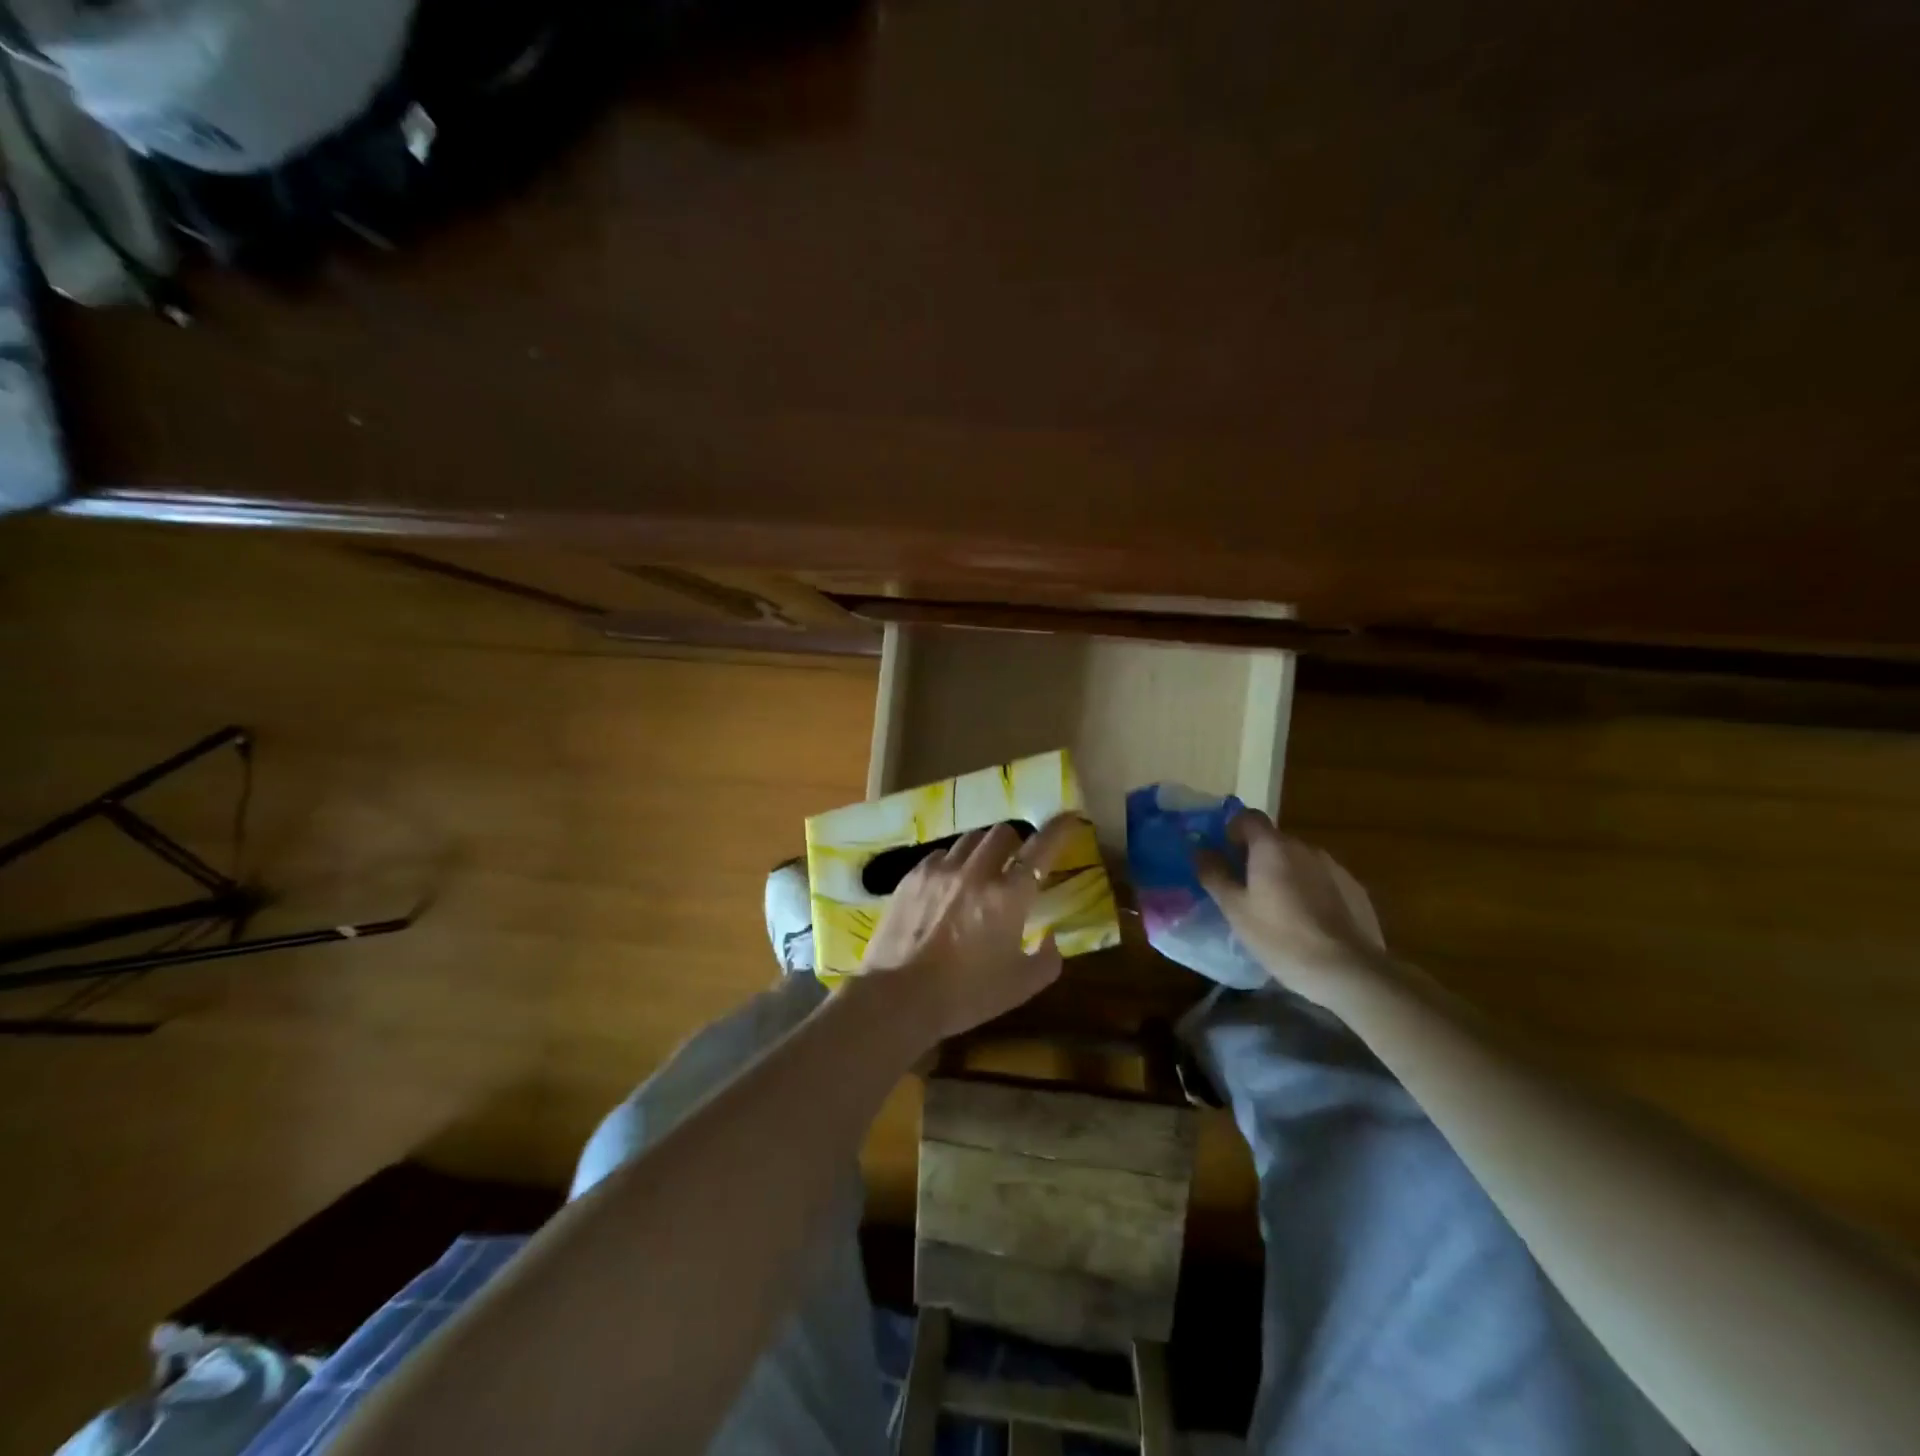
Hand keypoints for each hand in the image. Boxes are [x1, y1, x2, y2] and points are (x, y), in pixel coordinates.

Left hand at [859, 815, 1081, 1044]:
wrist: (898, 997)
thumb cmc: (965, 995)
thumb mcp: (1021, 986)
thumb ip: (1048, 959)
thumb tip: (1051, 937)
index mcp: (1009, 895)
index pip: (1041, 847)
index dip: (1059, 829)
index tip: (1069, 819)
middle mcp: (977, 872)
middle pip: (1003, 832)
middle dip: (1016, 842)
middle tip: (1015, 862)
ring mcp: (941, 870)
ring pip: (970, 839)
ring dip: (983, 850)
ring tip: (980, 871)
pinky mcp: (912, 876)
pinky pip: (940, 854)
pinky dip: (953, 862)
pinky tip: (949, 884)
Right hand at [1194, 810, 1388, 998]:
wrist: (1348, 971)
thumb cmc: (1280, 936)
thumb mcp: (1235, 909)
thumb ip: (1215, 874)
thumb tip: (1200, 849)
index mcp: (1272, 846)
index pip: (1248, 817)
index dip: (1233, 831)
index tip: (1226, 857)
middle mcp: (1304, 847)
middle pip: (1274, 840)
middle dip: (1257, 857)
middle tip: (1246, 890)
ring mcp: (1334, 867)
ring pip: (1299, 861)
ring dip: (1285, 874)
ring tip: (1279, 909)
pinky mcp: (1355, 889)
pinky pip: (1322, 879)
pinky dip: (1310, 890)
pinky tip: (1309, 922)